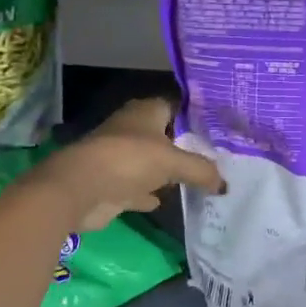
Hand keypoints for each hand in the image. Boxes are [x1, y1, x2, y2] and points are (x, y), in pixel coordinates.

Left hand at [36, 96, 223, 231]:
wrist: (81, 188)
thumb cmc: (129, 159)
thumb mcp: (173, 161)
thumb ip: (201, 170)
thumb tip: (224, 184)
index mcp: (147, 111)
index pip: (177, 106)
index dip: (197, 116)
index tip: (220, 129)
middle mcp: (133, 129)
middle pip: (166, 135)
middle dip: (186, 146)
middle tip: (216, 158)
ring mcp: (121, 156)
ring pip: (151, 162)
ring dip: (167, 172)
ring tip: (198, 180)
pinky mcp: (112, 183)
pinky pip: (138, 187)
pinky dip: (149, 193)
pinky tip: (164, 200)